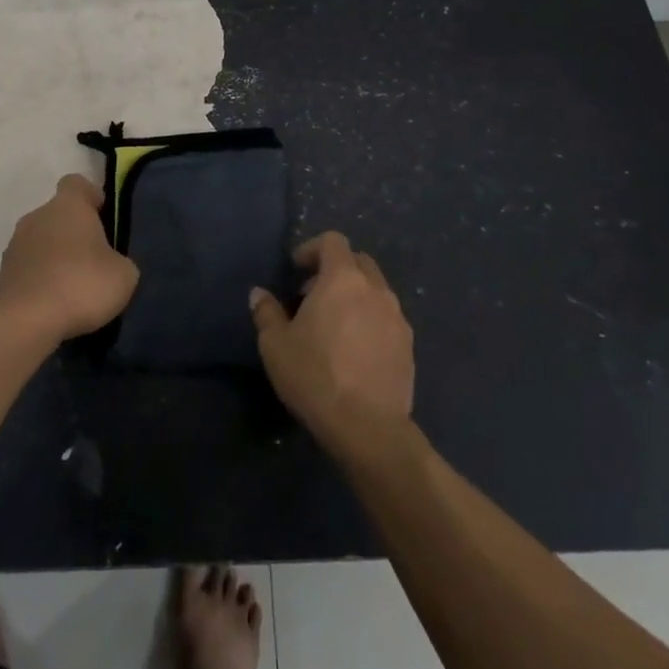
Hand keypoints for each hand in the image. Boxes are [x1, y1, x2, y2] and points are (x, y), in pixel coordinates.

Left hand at [0, 174, 138, 342]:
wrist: (26, 322)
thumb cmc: (82, 285)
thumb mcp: (124, 274)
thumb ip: (119, 260)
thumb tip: (111, 264)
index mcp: (68, 205)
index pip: (77, 183)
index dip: (92, 197)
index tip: (104, 218)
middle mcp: (38, 216)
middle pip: (59, 214)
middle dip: (75, 233)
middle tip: (95, 261)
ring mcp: (15, 244)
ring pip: (42, 241)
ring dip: (56, 257)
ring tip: (74, 288)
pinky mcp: (3, 274)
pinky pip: (29, 268)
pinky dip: (41, 280)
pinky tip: (55, 304)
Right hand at [250, 232, 414, 460]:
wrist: (368, 427)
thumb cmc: (315, 376)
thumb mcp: (275, 345)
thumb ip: (266, 312)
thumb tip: (259, 293)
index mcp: (342, 279)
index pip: (333, 241)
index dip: (312, 248)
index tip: (296, 270)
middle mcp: (375, 289)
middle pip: (358, 261)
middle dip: (335, 269)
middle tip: (313, 295)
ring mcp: (397, 317)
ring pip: (376, 290)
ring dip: (355, 295)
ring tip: (335, 325)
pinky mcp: (408, 345)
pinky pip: (387, 318)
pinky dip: (371, 320)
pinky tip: (355, 350)